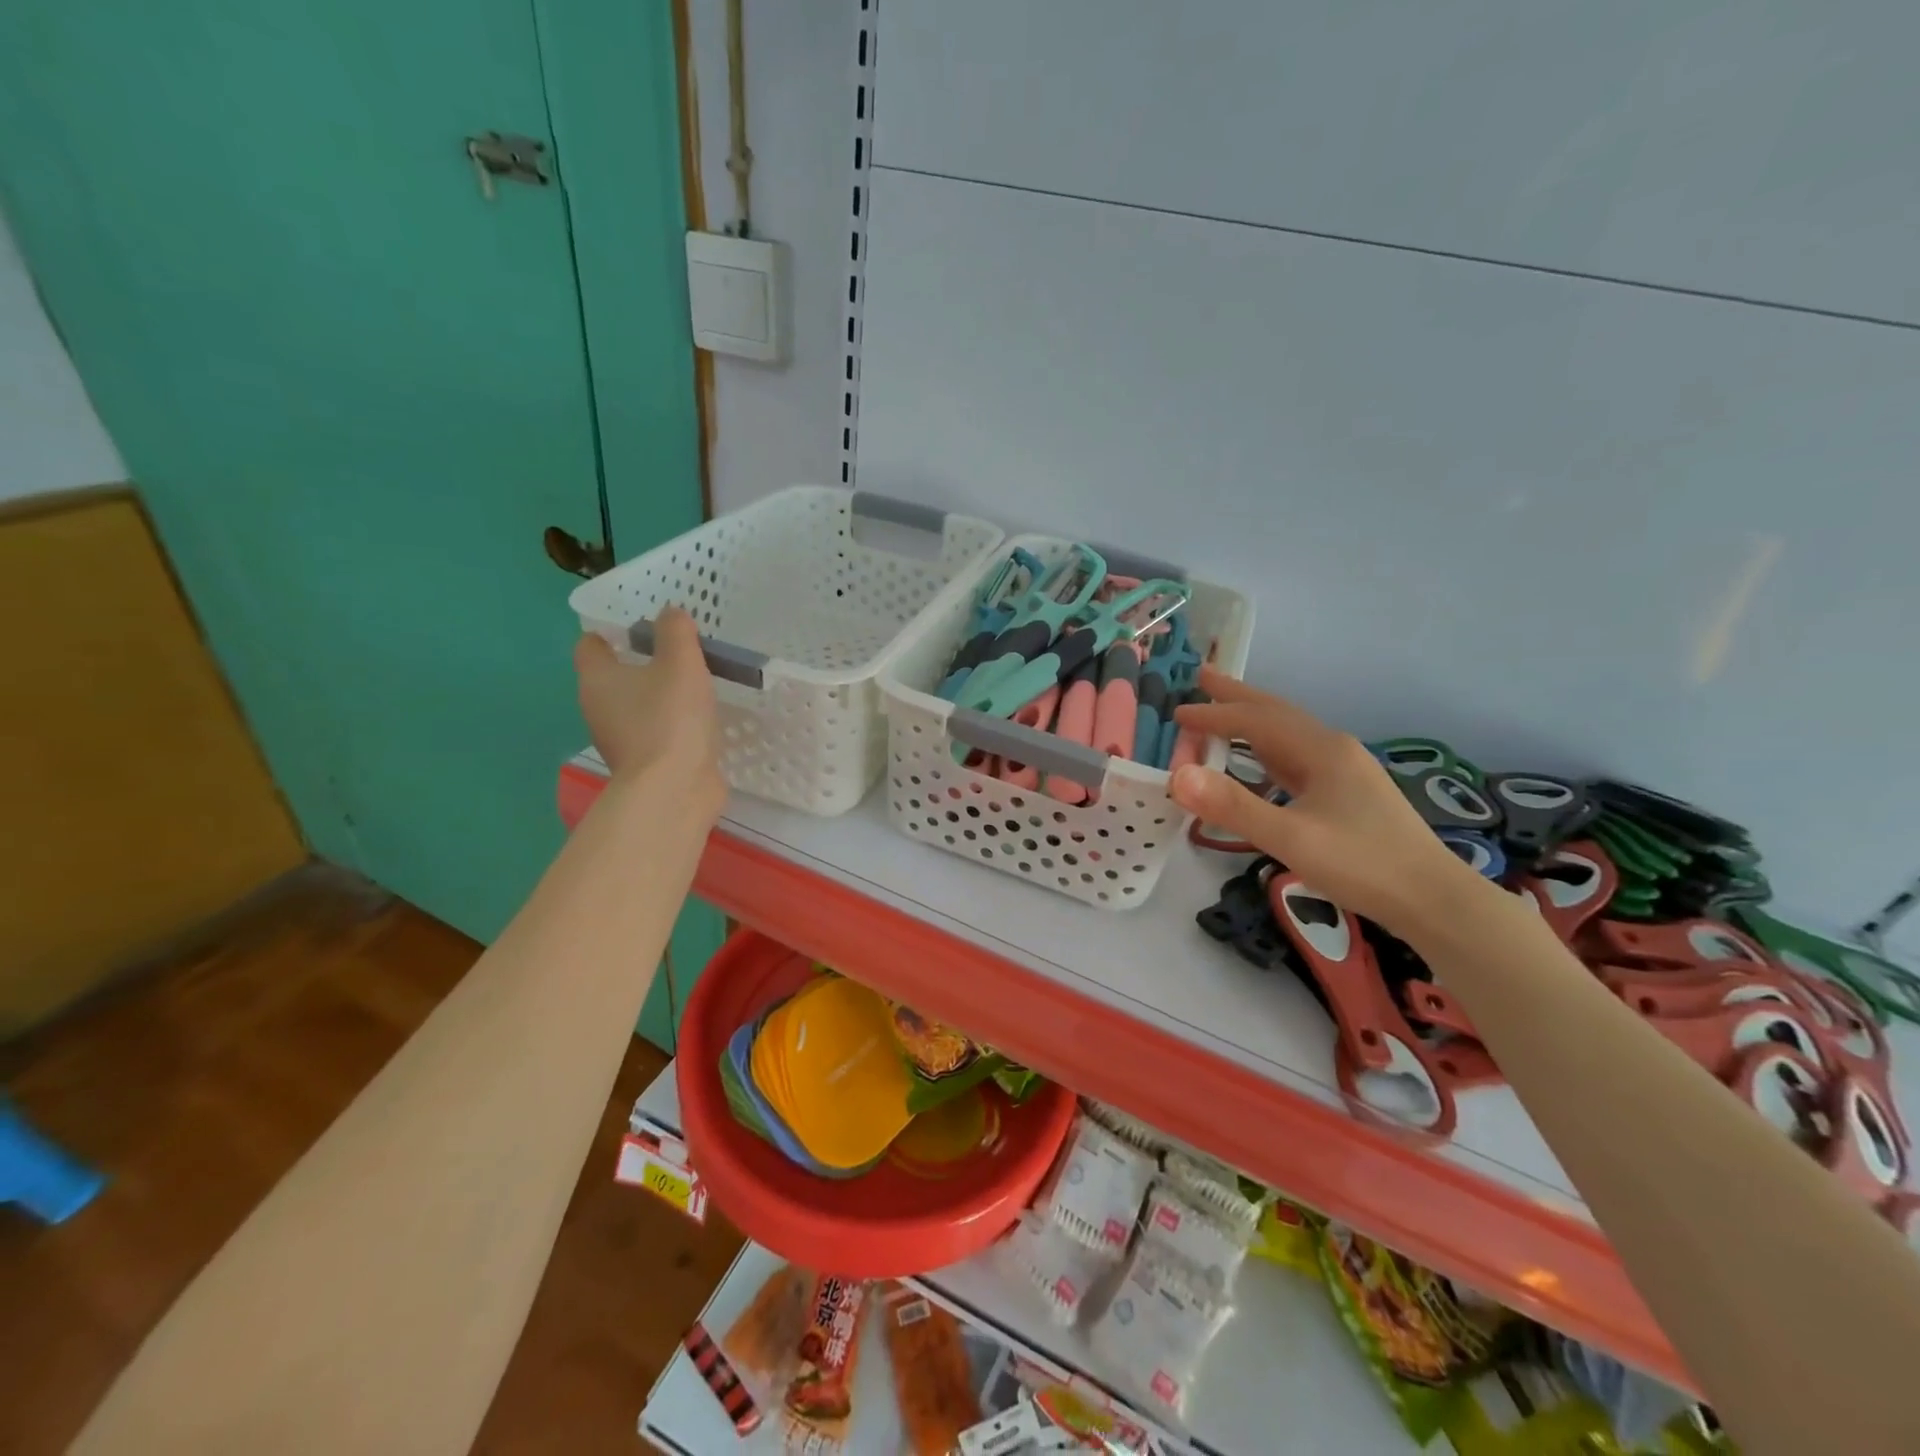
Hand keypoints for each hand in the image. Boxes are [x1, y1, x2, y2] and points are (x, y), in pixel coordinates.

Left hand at [574, 607, 722, 800]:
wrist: (674, 788)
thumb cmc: (670, 718)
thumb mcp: (680, 663)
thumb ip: (675, 632)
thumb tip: (669, 613)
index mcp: (597, 679)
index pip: (590, 645)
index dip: (611, 632)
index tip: (640, 627)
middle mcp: (598, 708)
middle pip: (612, 677)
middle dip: (639, 664)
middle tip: (676, 652)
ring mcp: (619, 740)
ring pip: (634, 707)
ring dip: (657, 697)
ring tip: (693, 685)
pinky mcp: (643, 764)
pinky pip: (654, 733)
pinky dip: (670, 725)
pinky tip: (698, 721)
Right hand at [1169, 665, 1478, 936]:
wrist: (1434, 900)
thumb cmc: (1362, 864)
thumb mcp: (1291, 838)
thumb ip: (1233, 806)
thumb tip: (1177, 776)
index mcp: (1321, 751)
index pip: (1256, 721)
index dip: (1214, 715)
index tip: (1176, 712)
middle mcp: (1333, 750)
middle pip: (1276, 714)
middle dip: (1237, 697)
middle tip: (1201, 677)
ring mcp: (1344, 771)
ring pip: (1288, 734)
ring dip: (1252, 721)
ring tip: (1223, 714)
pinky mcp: (1349, 793)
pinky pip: (1297, 758)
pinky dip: (1268, 749)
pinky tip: (1263, 764)